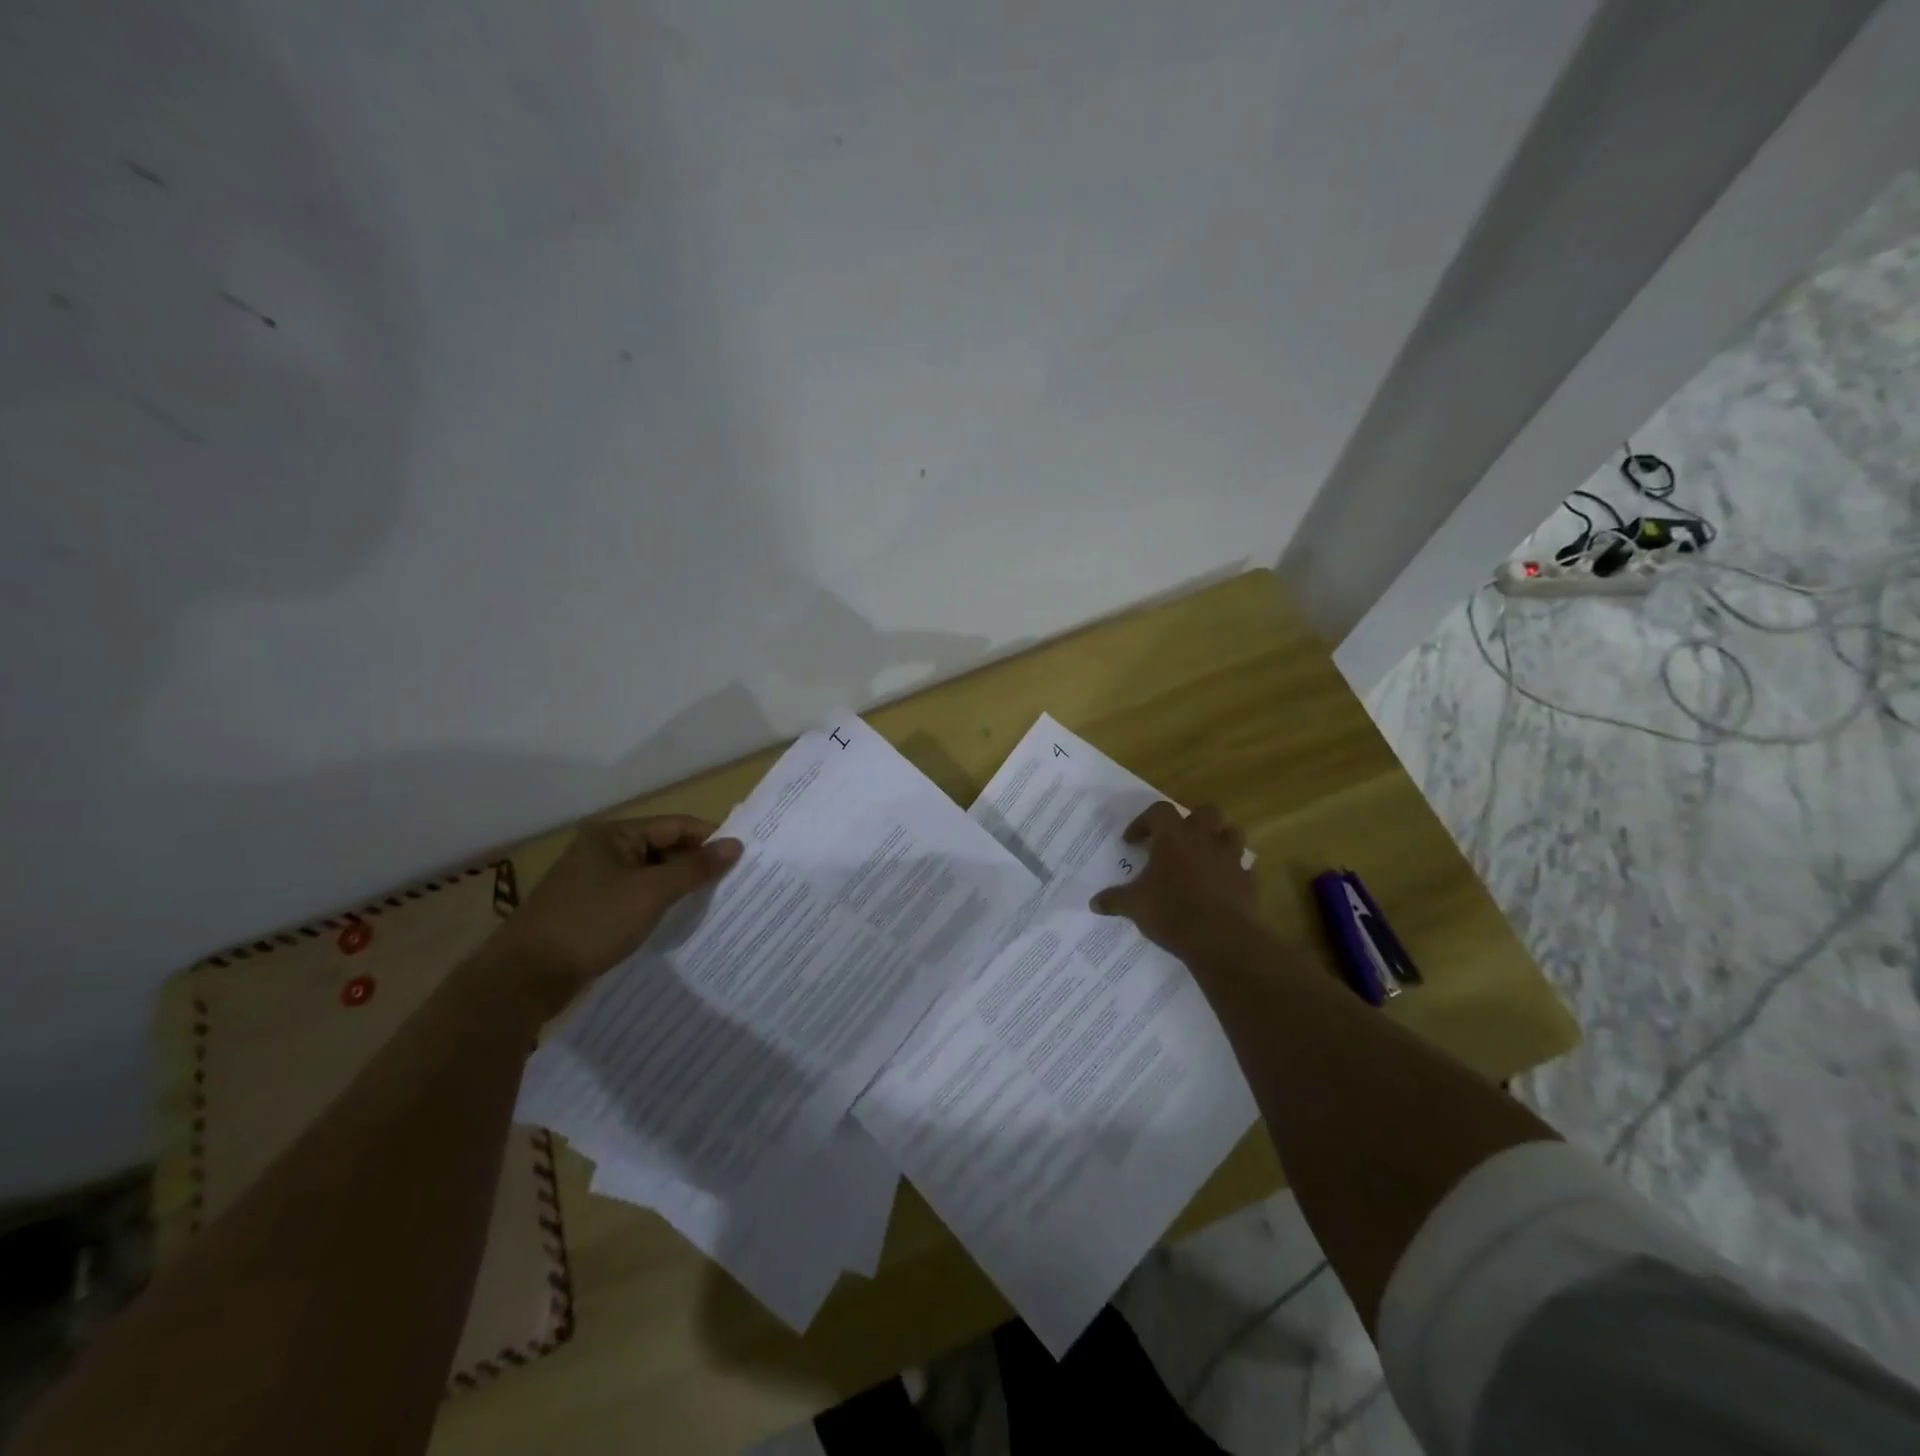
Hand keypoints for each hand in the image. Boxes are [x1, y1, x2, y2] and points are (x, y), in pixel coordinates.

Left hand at [484, 816, 741, 1012]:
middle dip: (696, 864)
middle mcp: (603, 850)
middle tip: (734, 881)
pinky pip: (635, 897)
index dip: (710, 838)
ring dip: (678, 886)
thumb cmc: (591, 923)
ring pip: (650, 875)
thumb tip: (735, 845)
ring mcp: (593, 881)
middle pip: (663, 848)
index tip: (744, 856)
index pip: (675, 825)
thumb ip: (695, 868)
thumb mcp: (651, 893)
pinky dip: (658, 904)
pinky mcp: (589, 909)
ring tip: (714, 901)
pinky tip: (678, 920)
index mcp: (614, 834)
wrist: (524, 978)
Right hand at [1089, 802, 1257, 954]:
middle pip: (1205, 811)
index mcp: (1173, 838)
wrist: (1221, 939)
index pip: (1159, 811)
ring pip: (1231, 832)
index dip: (1144, 822)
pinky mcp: (1247, 880)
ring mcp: (1230, 859)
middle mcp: (1204, 840)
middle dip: (1191, 820)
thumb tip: (1094, 903)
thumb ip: (1115, 900)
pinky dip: (1232, 870)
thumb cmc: (1172, 912)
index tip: (1133, 842)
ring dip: (1218, 839)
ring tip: (1203, 855)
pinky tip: (1220, 884)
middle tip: (1176, 839)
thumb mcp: (1135, 906)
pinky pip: (1242, 866)